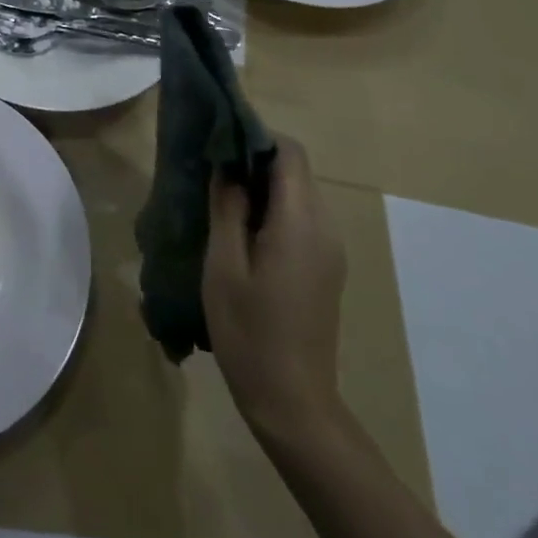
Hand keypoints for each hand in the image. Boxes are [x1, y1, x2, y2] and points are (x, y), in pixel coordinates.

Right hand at [202, 136, 347, 445]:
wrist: (292, 401)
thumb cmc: (249, 331)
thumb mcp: (224, 265)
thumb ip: (226, 208)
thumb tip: (226, 165)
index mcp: (300, 223)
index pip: (289, 153)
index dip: (255, 136)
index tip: (217, 141)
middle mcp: (325, 228)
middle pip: (295, 171)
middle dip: (253, 161)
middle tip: (208, 171)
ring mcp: (329, 251)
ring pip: (296, 195)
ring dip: (259, 188)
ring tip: (216, 201)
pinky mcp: (324, 269)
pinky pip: (299, 220)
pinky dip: (270, 211)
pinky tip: (238, 234)